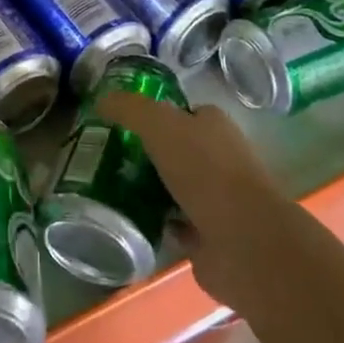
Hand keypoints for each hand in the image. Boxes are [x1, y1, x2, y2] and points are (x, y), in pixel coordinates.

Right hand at [98, 92, 304, 312]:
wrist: (243, 242)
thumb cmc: (204, 171)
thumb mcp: (159, 124)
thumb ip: (129, 108)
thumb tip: (101, 100)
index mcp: (214, 125)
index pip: (180, 112)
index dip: (151, 115)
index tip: (119, 125)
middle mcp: (219, 158)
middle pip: (176, 149)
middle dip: (147, 154)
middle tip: (108, 158)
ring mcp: (217, 199)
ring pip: (175, 187)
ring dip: (150, 189)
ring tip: (110, 188)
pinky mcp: (210, 236)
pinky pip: (175, 223)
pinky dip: (157, 222)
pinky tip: (130, 221)